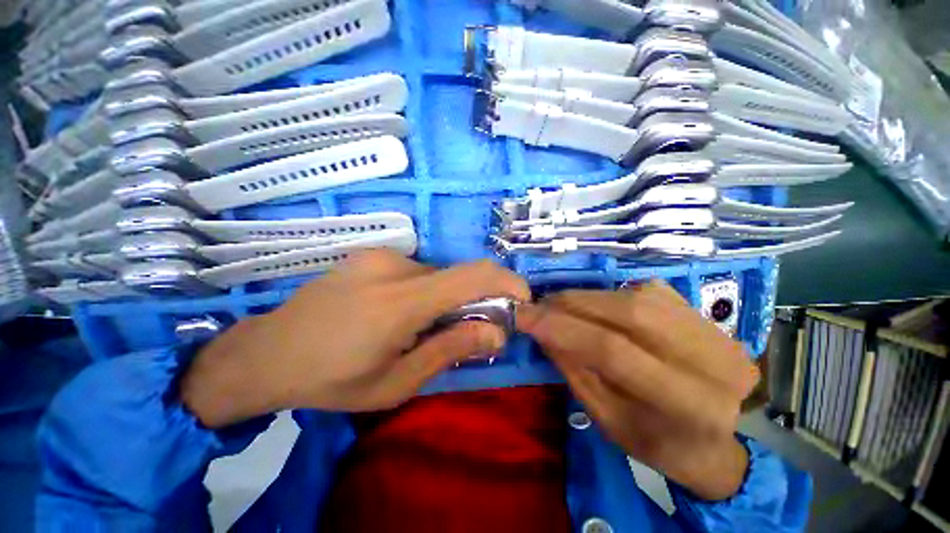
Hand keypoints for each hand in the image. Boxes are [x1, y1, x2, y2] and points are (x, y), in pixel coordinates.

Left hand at [182, 250, 529, 427]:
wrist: (266, 353)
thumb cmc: (331, 380)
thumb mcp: (396, 383)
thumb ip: (450, 350)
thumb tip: (497, 331)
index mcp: (399, 302)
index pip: (471, 276)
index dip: (505, 282)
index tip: (520, 301)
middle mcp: (393, 266)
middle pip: (455, 278)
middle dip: (471, 303)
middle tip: (461, 333)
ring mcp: (379, 255)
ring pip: (435, 276)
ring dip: (442, 300)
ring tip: (417, 329)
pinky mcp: (370, 254)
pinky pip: (415, 271)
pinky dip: (423, 292)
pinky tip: (396, 314)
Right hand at [517, 281, 758, 499]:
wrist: (728, 434)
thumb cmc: (664, 444)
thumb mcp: (610, 422)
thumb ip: (576, 372)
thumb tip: (543, 331)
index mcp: (688, 404)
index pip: (613, 351)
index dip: (562, 328)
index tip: (524, 317)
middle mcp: (709, 358)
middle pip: (627, 313)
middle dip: (571, 304)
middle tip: (539, 305)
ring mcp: (709, 327)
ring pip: (634, 296)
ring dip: (586, 297)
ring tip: (559, 304)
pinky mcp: (700, 310)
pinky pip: (643, 291)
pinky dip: (609, 295)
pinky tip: (594, 305)